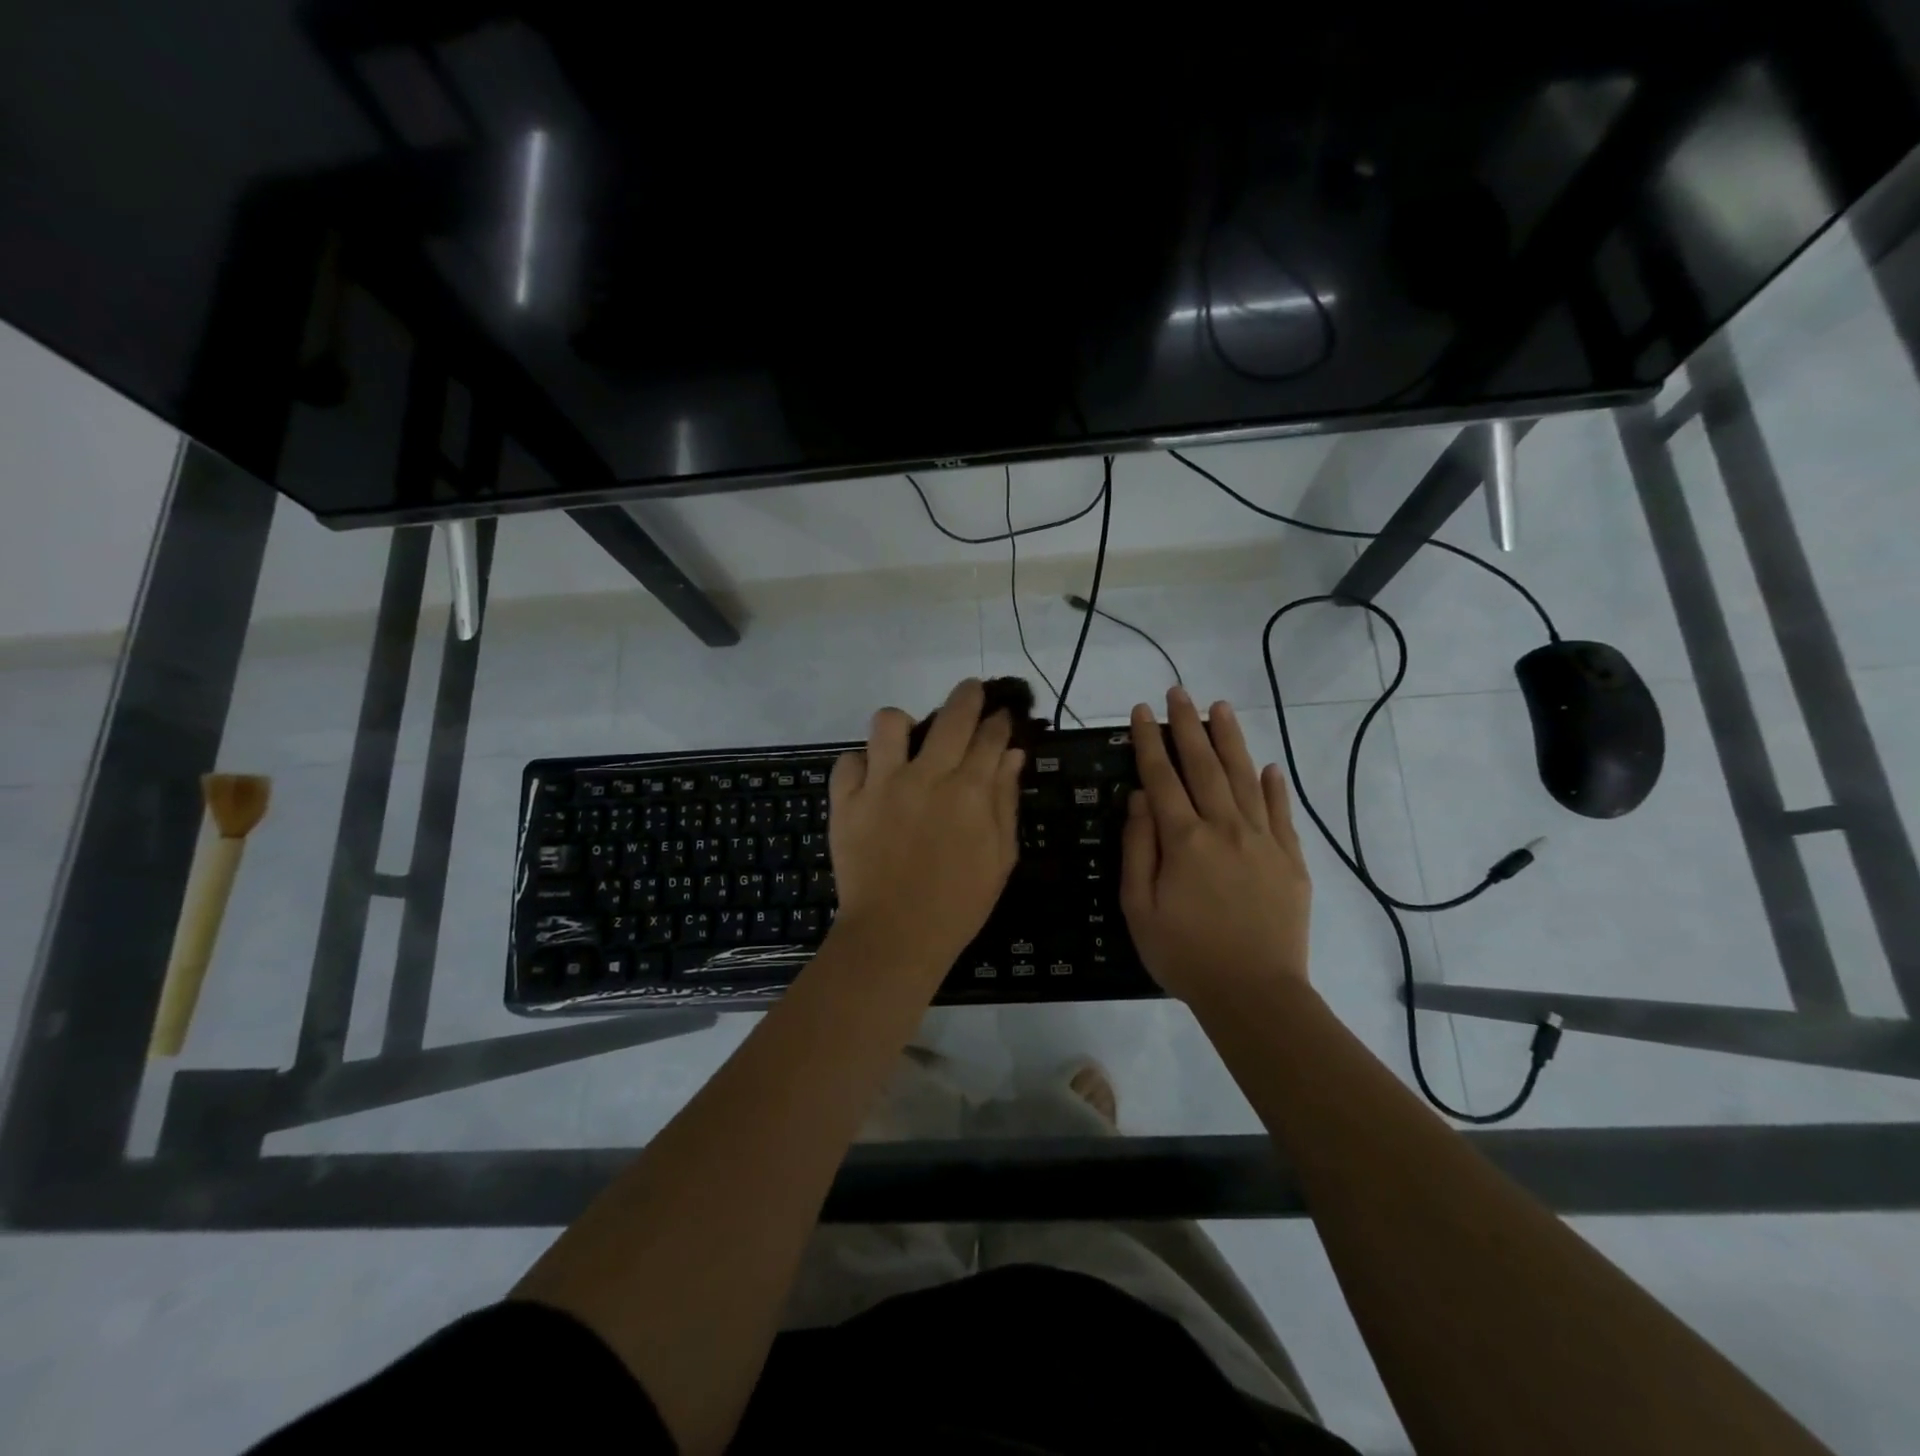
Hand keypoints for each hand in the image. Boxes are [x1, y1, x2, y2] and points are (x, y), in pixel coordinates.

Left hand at [827, 678, 1023, 975]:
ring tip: (907, 740)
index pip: (990, 737)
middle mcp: (925, 776)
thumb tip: (1013, 755)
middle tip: (971, 692)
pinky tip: (871, 779)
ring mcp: (881, 785)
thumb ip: (1005, 800)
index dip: (1000, 721)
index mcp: (969, 790)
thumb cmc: (958, 902)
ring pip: (888, 722)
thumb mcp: (1000, 856)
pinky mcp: (845, 801)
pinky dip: (860, 765)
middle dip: (967, 695)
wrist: (895, 936)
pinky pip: (848, 761)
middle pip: (951, 715)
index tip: (1003, 716)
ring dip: (903, 724)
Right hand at [1120, 688, 1311, 1003]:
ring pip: (1244, 777)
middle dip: (1188, 725)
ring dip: (1230, 740)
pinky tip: (1267, 765)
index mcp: (1184, 840)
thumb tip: (1139, 798)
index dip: (1149, 740)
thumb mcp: (1140, 907)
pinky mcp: (1290, 859)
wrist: (1255, 994)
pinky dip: (1273, 786)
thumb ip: (1138, 848)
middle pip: (1203, 765)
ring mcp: (1263, 840)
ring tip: (1220, 707)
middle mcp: (1224, 827)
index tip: (1142, 710)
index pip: (1162, 776)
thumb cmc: (1185, 954)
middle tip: (1180, 692)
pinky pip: (1281, 812)